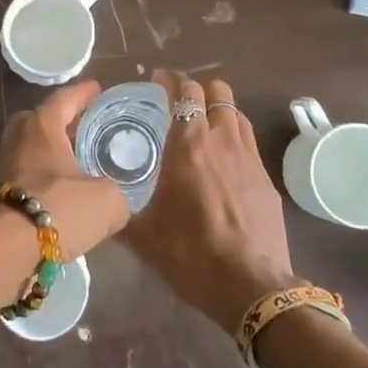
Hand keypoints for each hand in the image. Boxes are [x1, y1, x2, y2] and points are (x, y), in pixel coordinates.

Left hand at [0, 80, 128, 258]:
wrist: (1, 251)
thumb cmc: (58, 209)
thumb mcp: (107, 201)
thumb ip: (116, 194)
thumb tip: (115, 201)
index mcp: (42, 125)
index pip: (65, 98)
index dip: (83, 93)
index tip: (96, 88)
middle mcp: (17, 138)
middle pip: (41, 121)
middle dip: (62, 123)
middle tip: (84, 128)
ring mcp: (0, 166)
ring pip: (30, 151)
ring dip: (50, 156)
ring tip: (75, 165)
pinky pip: (24, 178)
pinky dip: (41, 182)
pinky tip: (58, 198)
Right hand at [124, 70, 297, 332]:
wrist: (251, 287)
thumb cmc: (191, 255)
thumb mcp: (144, 236)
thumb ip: (119, 213)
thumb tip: (99, 205)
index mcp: (189, 145)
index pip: (184, 92)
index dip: (170, 80)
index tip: (157, 79)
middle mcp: (222, 141)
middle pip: (217, 91)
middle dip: (197, 90)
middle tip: (178, 104)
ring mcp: (250, 158)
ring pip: (237, 113)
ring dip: (219, 111)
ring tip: (202, 128)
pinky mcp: (267, 180)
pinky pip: (249, 143)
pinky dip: (234, 139)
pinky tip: (222, 164)